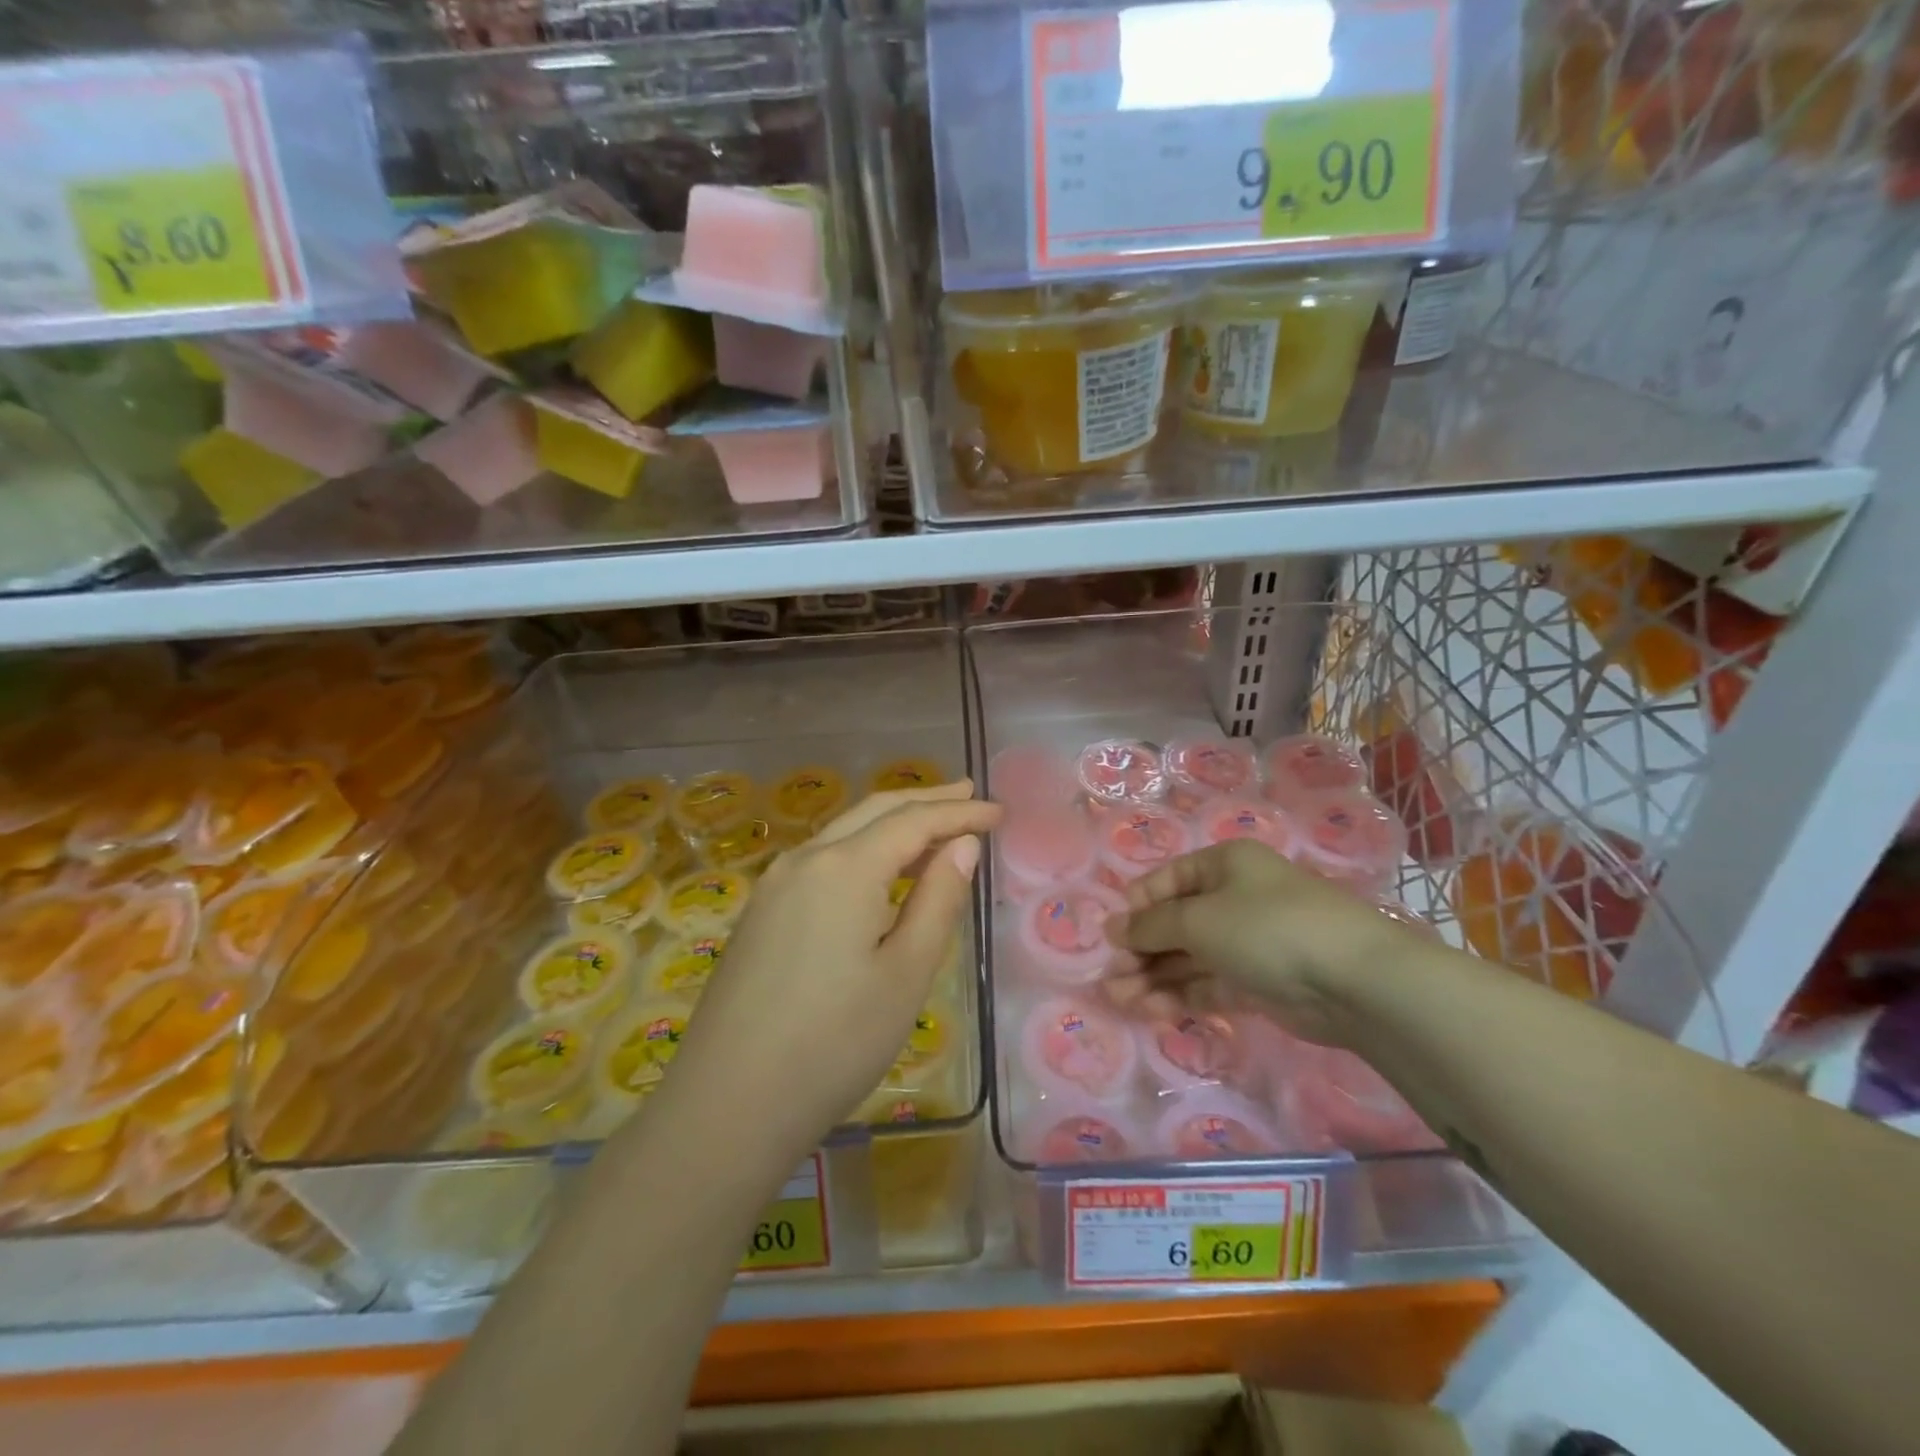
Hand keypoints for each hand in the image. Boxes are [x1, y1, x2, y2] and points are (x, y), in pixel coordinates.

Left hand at [667, 781, 1001, 1155]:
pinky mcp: (760, 912)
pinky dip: (861, 847)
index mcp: (845, 867)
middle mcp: (805, 859)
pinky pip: (821, 859)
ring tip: (932, 825)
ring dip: (891, 822)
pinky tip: (878, 868)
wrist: (727, 1104)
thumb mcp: (906, 974)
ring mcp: (775, 884)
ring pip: (844, 831)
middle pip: (874, 811)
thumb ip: (938, 900)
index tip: (1000, 812)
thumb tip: (962, 846)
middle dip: (925, 801)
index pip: (915, 821)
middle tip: (968, 795)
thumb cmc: (834, 1043)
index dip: (961, 813)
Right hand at [1108, 840, 1405, 1045]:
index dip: (1137, 906)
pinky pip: (1209, 983)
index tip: (1111, 936)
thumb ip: (1150, 926)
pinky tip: (1152, 1009)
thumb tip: (1113, 928)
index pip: (1167, 880)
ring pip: (1189, 957)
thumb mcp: (1198, 919)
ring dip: (1153, 976)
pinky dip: (1181, 995)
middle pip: (1175, 922)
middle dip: (1140, 949)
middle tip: (1111, 977)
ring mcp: (1248, 942)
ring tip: (1119, 999)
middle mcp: (1235, 898)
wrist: (1353, 982)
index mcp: (1224, 865)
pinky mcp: (1259, 982)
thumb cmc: (1266, 928)